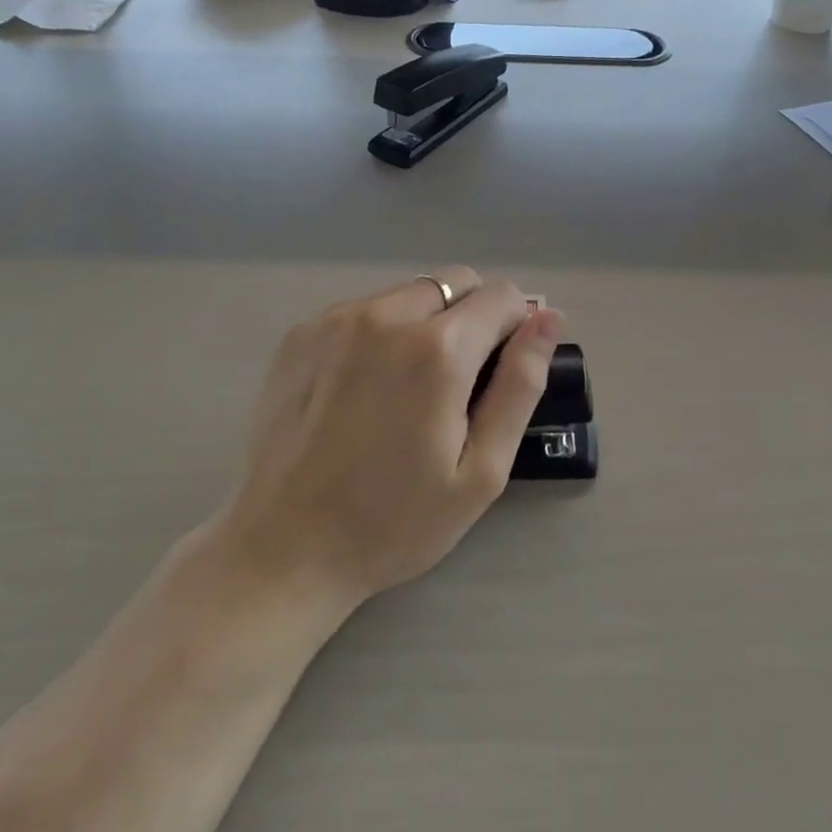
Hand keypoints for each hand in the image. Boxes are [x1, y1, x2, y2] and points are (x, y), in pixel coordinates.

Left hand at [220, 267, 562, 609]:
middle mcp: (385, 315)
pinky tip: (363, 388)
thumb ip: (520, 385)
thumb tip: (549, 319)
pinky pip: (363, 309)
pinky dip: (381, 331)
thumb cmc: (394, 522)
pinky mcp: (300, 332)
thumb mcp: (481, 471)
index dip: (516, 327)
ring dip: (425, 321)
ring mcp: (335, 319)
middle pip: (455, 282)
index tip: (502, 370)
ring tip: (407, 388)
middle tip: (458, 383)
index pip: (501, 295)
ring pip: (409, 292)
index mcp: (437, 350)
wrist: (283, 548)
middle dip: (472, 318)